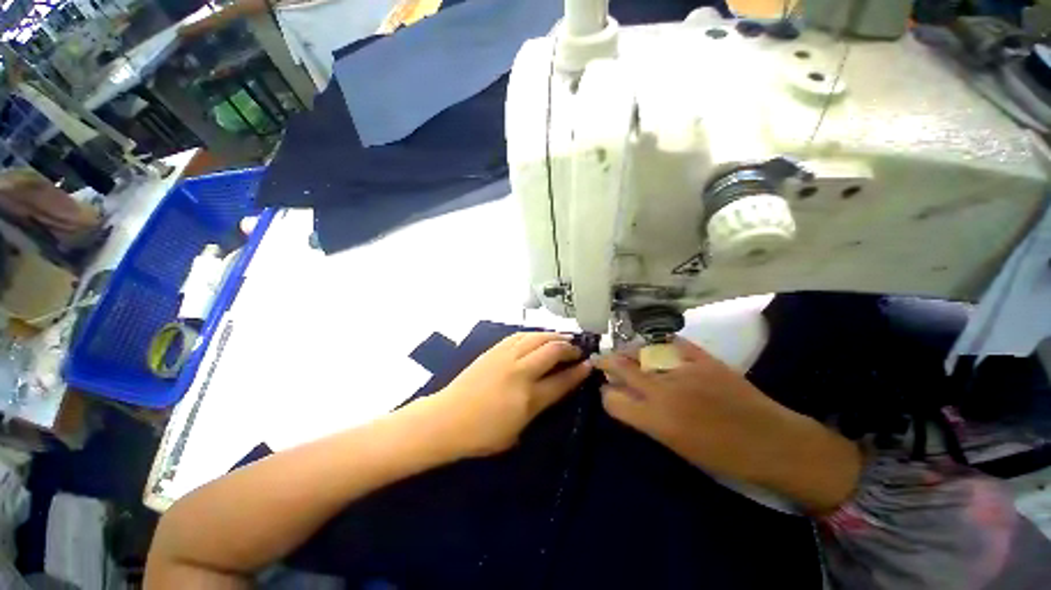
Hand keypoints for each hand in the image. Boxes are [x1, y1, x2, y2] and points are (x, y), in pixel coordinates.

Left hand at [426, 332, 590, 457]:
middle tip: (577, 351)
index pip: (562, 381)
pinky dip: (534, 334)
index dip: (578, 372)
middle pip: (552, 351)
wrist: (446, 419)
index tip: (589, 365)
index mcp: (528, 399)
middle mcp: (520, 372)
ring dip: (554, 336)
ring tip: (563, 339)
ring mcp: (506, 357)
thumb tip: (553, 389)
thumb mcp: (517, 432)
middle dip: (569, 348)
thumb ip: (539, 409)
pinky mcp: (494, 350)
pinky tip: (539, 336)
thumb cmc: (481, 435)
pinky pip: (520, 335)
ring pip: (537, 338)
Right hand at [596, 338, 861, 512]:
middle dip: (606, 362)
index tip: (608, 391)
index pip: (612, 399)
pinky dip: (658, 343)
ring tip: (626, 352)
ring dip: (629, 352)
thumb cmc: (724, 457)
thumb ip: (646, 419)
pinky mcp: (703, 358)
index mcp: (656, 420)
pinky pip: (671, 343)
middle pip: (620, 366)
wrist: (774, 443)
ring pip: (641, 351)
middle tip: (602, 361)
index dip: (606, 395)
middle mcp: (664, 391)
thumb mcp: (677, 446)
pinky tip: (654, 345)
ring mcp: (683, 369)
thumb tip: (627, 399)